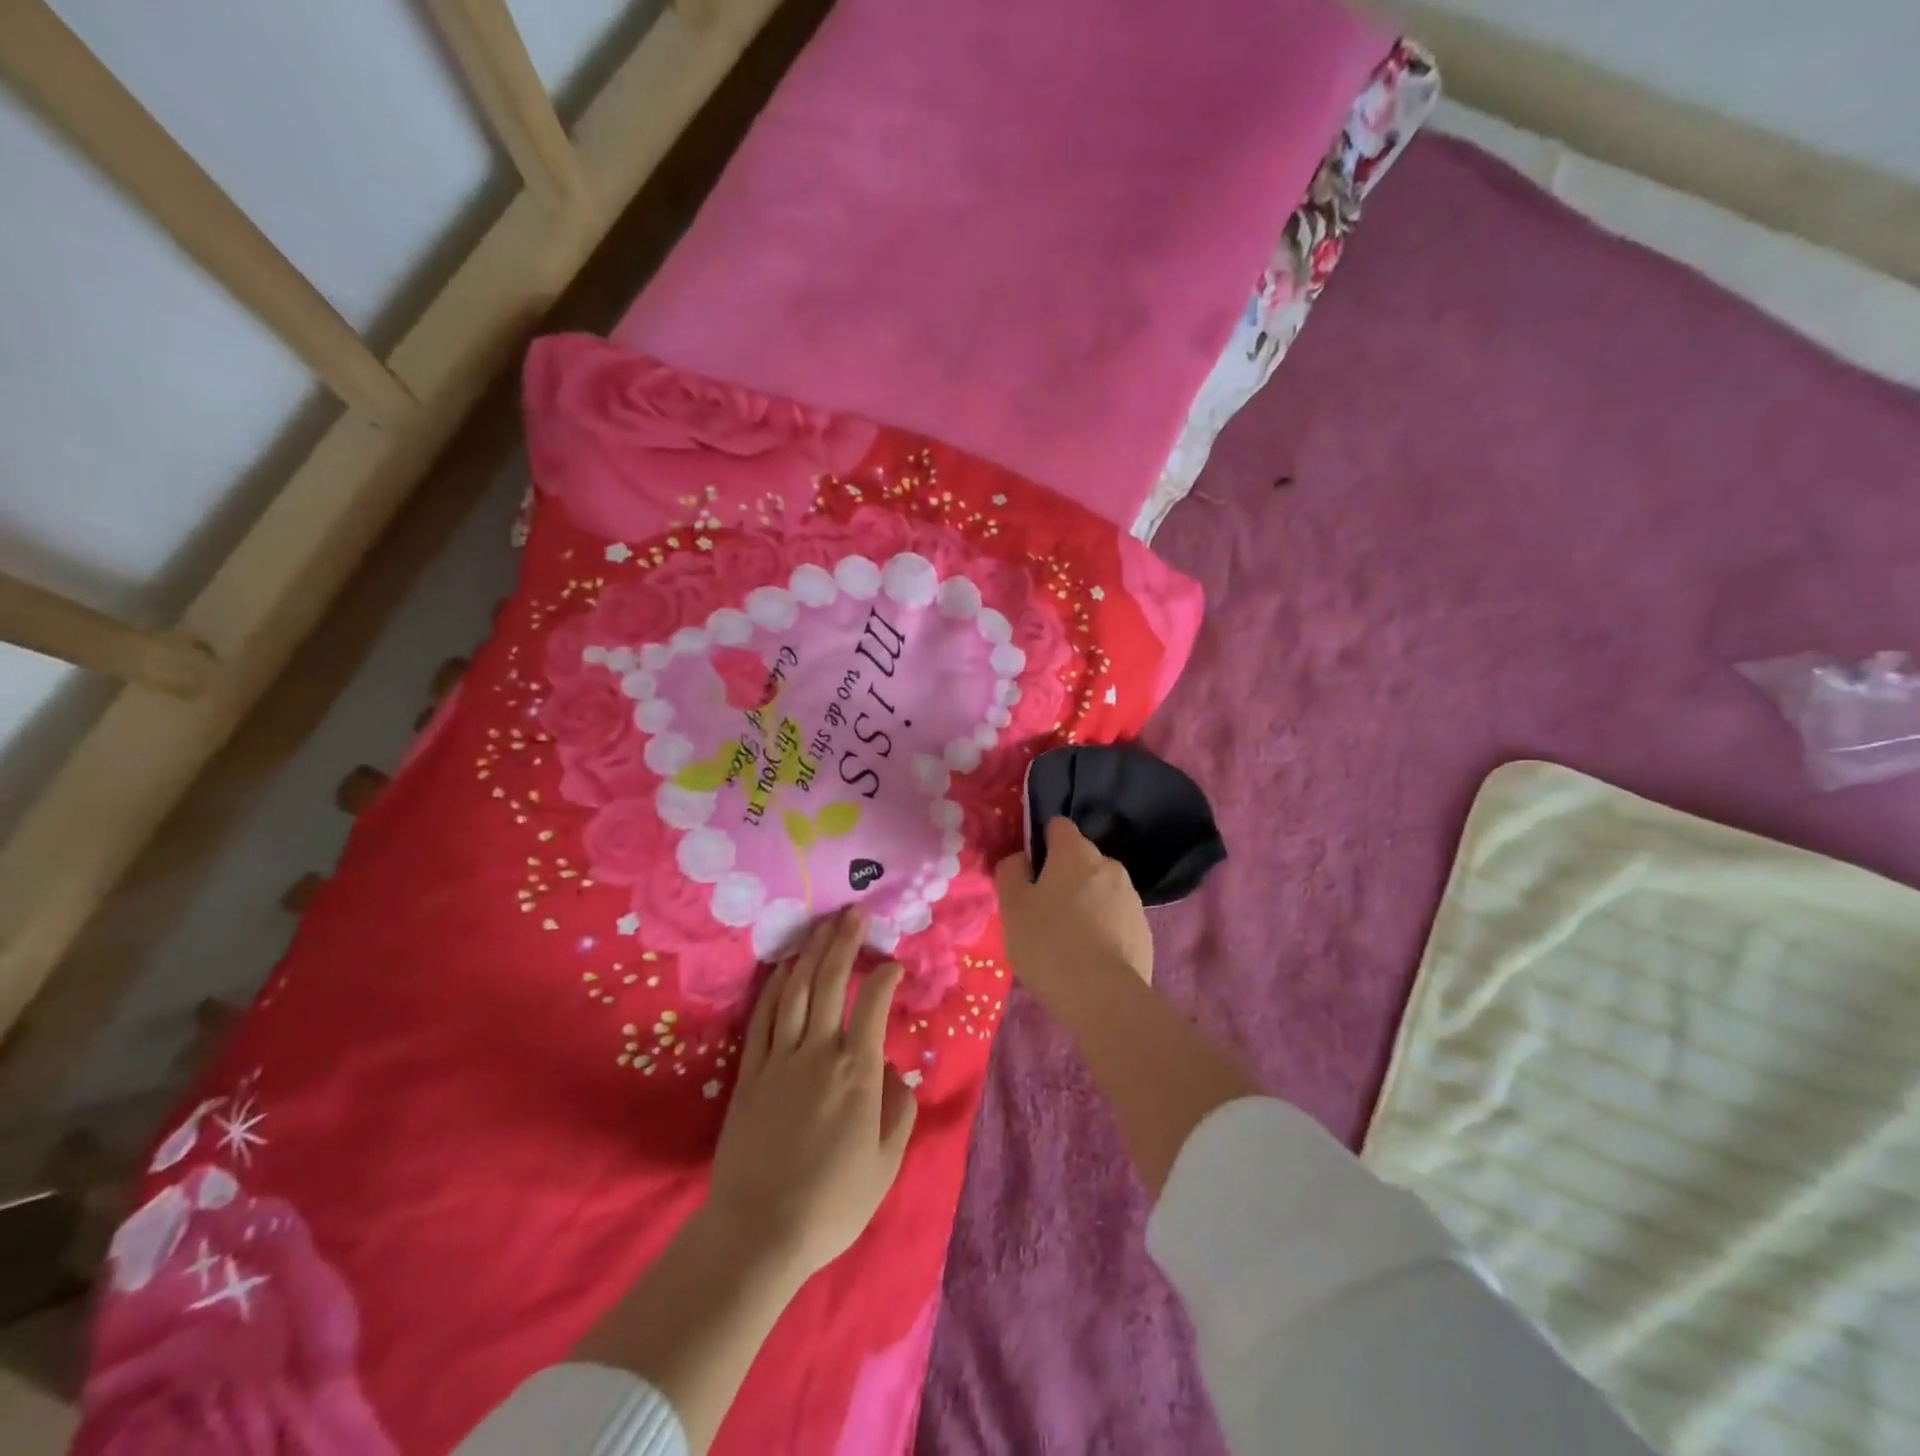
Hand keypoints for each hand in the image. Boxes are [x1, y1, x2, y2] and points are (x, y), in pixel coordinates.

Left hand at [707, 910, 916, 1284]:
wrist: (759, 1232)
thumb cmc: (832, 1202)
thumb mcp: (886, 1164)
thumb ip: (899, 1111)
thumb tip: (896, 1072)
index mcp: (857, 1070)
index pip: (873, 1002)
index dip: (885, 975)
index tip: (893, 965)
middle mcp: (819, 1051)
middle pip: (830, 981)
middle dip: (844, 942)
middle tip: (854, 913)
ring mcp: (779, 1057)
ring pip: (796, 990)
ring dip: (811, 953)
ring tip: (822, 926)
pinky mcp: (750, 1072)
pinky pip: (763, 1018)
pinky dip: (775, 987)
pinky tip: (783, 969)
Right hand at [994, 817, 1152, 1014]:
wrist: (1104, 997)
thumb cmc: (1050, 943)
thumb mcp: (1012, 906)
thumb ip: (1011, 872)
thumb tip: (1021, 859)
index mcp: (1076, 853)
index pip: (1058, 827)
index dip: (1041, 843)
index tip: (1028, 871)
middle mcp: (1109, 865)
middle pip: (1080, 860)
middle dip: (1063, 877)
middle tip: (1041, 912)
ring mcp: (1131, 897)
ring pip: (1099, 890)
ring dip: (1084, 903)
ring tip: (1066, 940)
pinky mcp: (1143, 930)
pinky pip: (1115, 918)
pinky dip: (1102, 928)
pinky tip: (1088, 957)